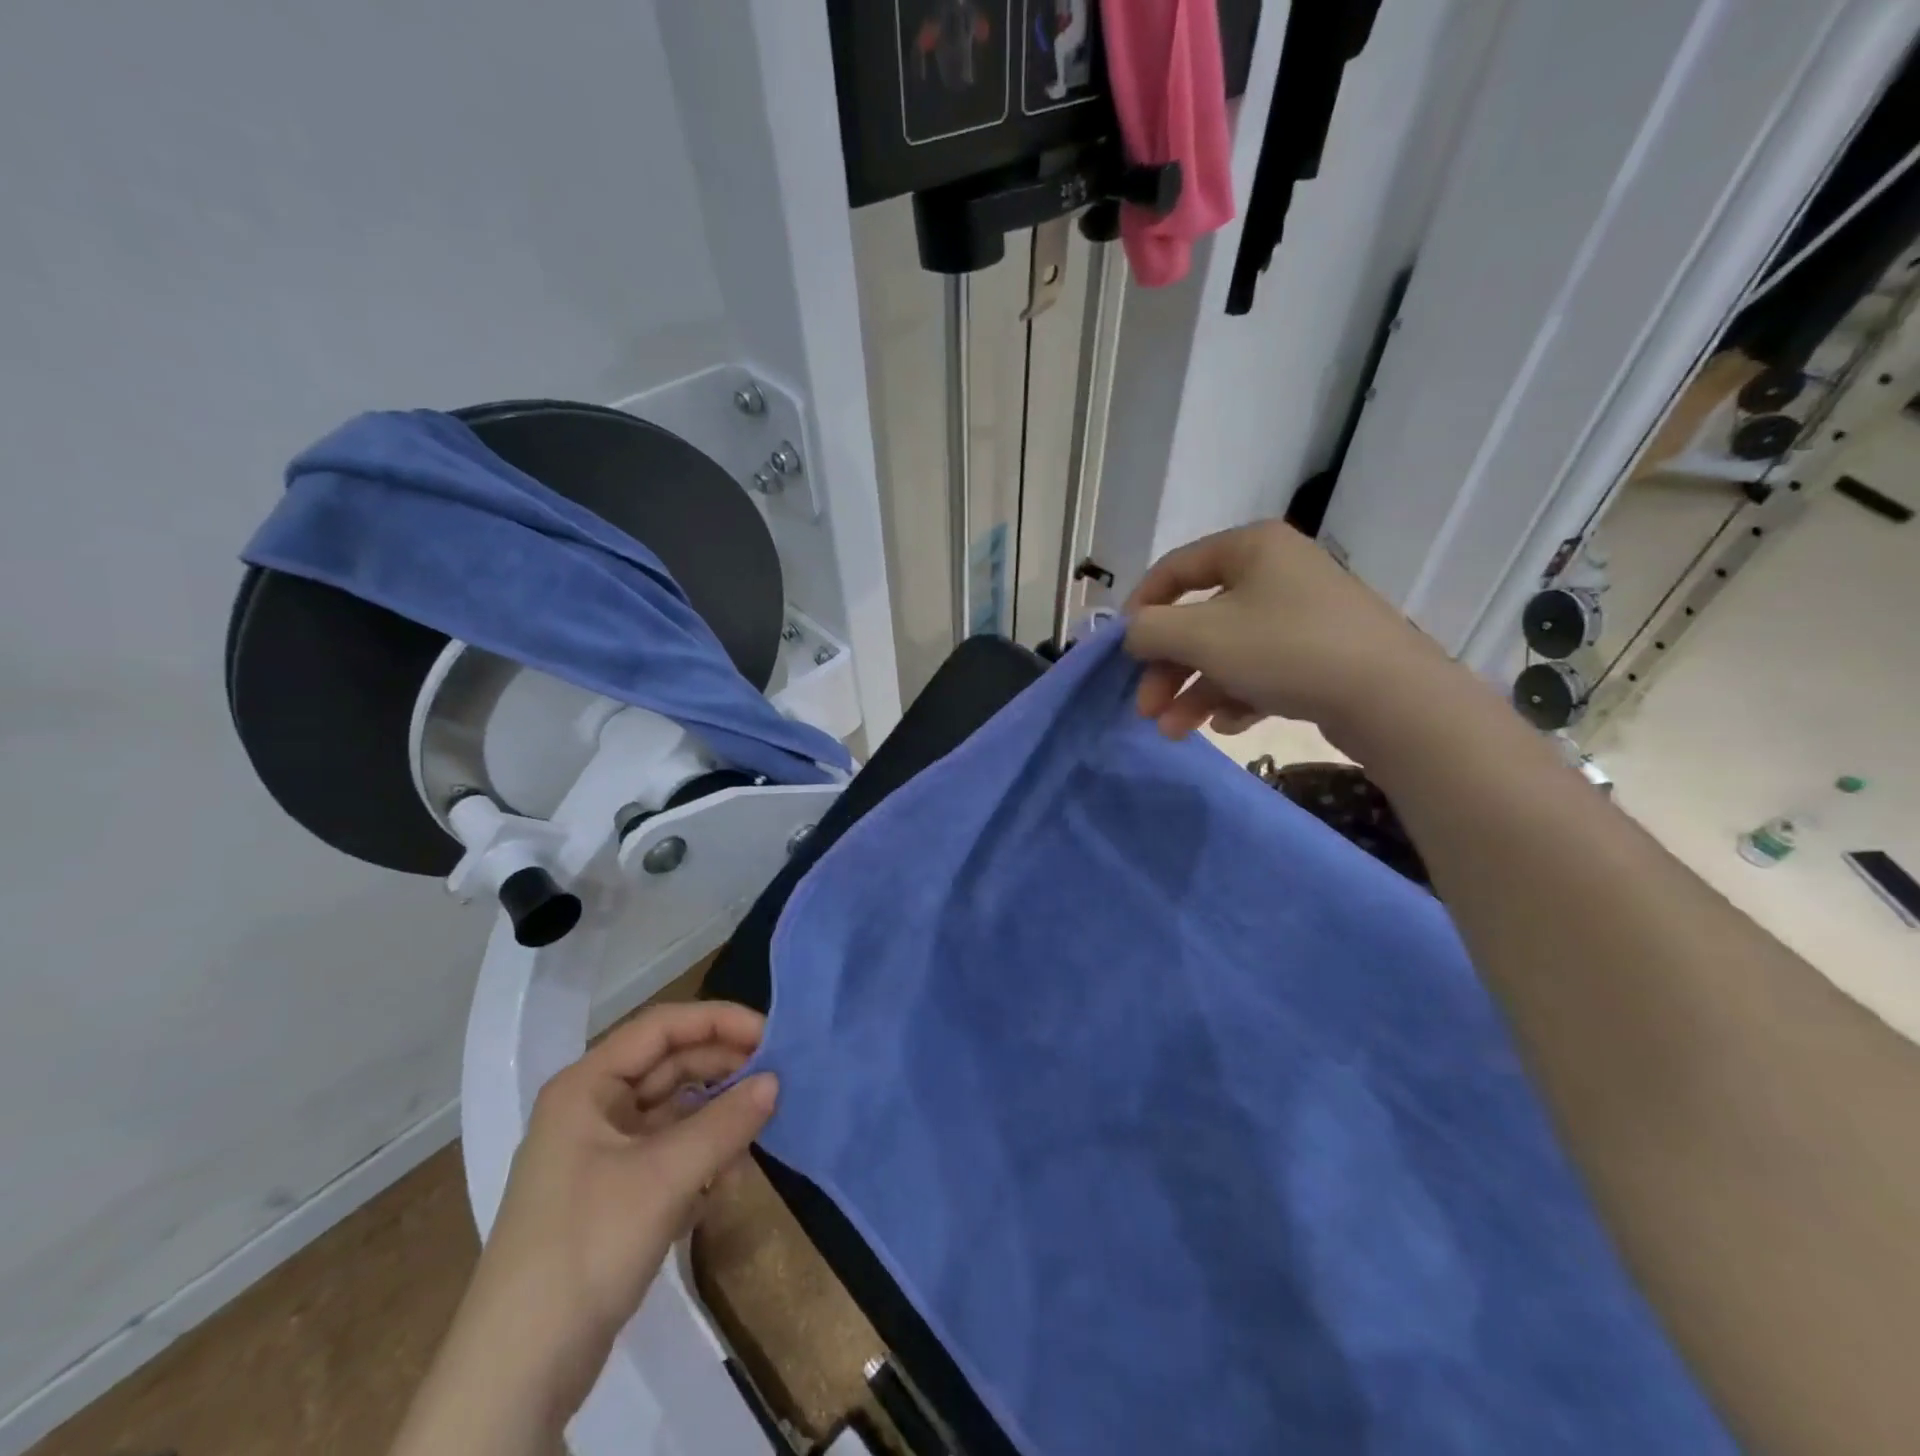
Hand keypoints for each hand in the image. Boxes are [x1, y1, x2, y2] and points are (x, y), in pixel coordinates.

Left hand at [392, 1002, 776, 1454]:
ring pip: (674, 1110)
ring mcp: (602, 1152)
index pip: (662, 1027)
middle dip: (723, 1069)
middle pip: (670, 1065)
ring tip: (761, 1127)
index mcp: (588, 1085)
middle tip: (778, 1077)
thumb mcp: (666, 1177)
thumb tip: (776, 1081)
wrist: (520, 1372)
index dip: (718, 1021)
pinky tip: (730, 1176)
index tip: (770, 1035)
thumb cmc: (588, 1246)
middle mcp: (593, 1108)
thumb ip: (726, 1122)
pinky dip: (703, 1155)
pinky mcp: (614, 1192)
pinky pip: (669, 1151)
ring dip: (717, 1116)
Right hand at [1123, 520, 1454, 747]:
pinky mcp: (1321, 654)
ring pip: (1227, 650)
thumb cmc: (1283, 649)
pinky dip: (1235, 696)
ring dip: (1193, 690)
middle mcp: (1277, 572)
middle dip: (1166, 667)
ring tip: (1174, 731)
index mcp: (1250, 548)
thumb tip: (1132, 635)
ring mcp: (1303, 615)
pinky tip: (1226, 725)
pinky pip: (1261, 670)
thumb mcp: (1200, 635)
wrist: (1389, 697)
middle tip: (1145, 708)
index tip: (1121, 651)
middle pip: (1199, 618)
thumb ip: (1149, 630)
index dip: (1139, 609)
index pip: (1174, 569)